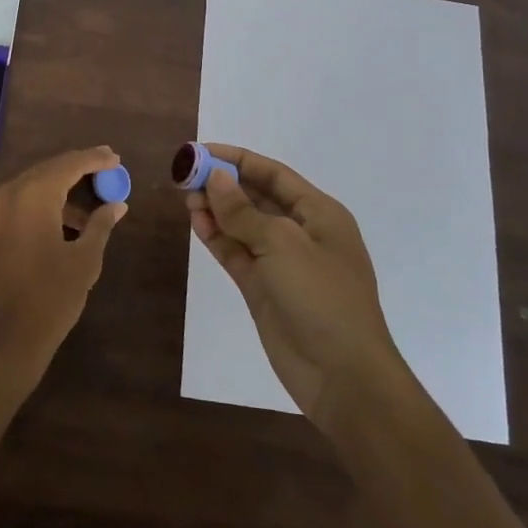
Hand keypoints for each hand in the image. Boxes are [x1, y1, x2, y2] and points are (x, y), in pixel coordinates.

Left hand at [0, 147, 128, 386]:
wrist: (2, 344)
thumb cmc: (51, 299)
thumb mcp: (85, 261)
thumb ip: (100, 225)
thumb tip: (117, 205)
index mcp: (32, 196)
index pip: (67, 165)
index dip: (93, 159)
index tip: (113, 157)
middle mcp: (2, 196)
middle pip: (42, 173)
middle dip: (72, 172)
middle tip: (100, 174)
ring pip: (21, 192)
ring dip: (50, 195)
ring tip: (77, 215)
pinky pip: (3, 212)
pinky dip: (26, 213)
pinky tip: (44, 231)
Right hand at [185, 143, 410, 424]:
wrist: (343, 376)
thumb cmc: (321, 297)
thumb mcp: (282, 244)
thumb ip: (243, 210)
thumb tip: (215, 177)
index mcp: (319, 214)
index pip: (273, 174)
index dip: (237, 159)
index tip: (201, 150)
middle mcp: (301, 233)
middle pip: (256, 197)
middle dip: (223, 184)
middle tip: (185, 175)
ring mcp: (282, 263)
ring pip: (243, 226)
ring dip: (216, 210)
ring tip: (185, 198)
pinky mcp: (265, 289)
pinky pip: (237, 253)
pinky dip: (217, 238)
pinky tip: (196, 223)